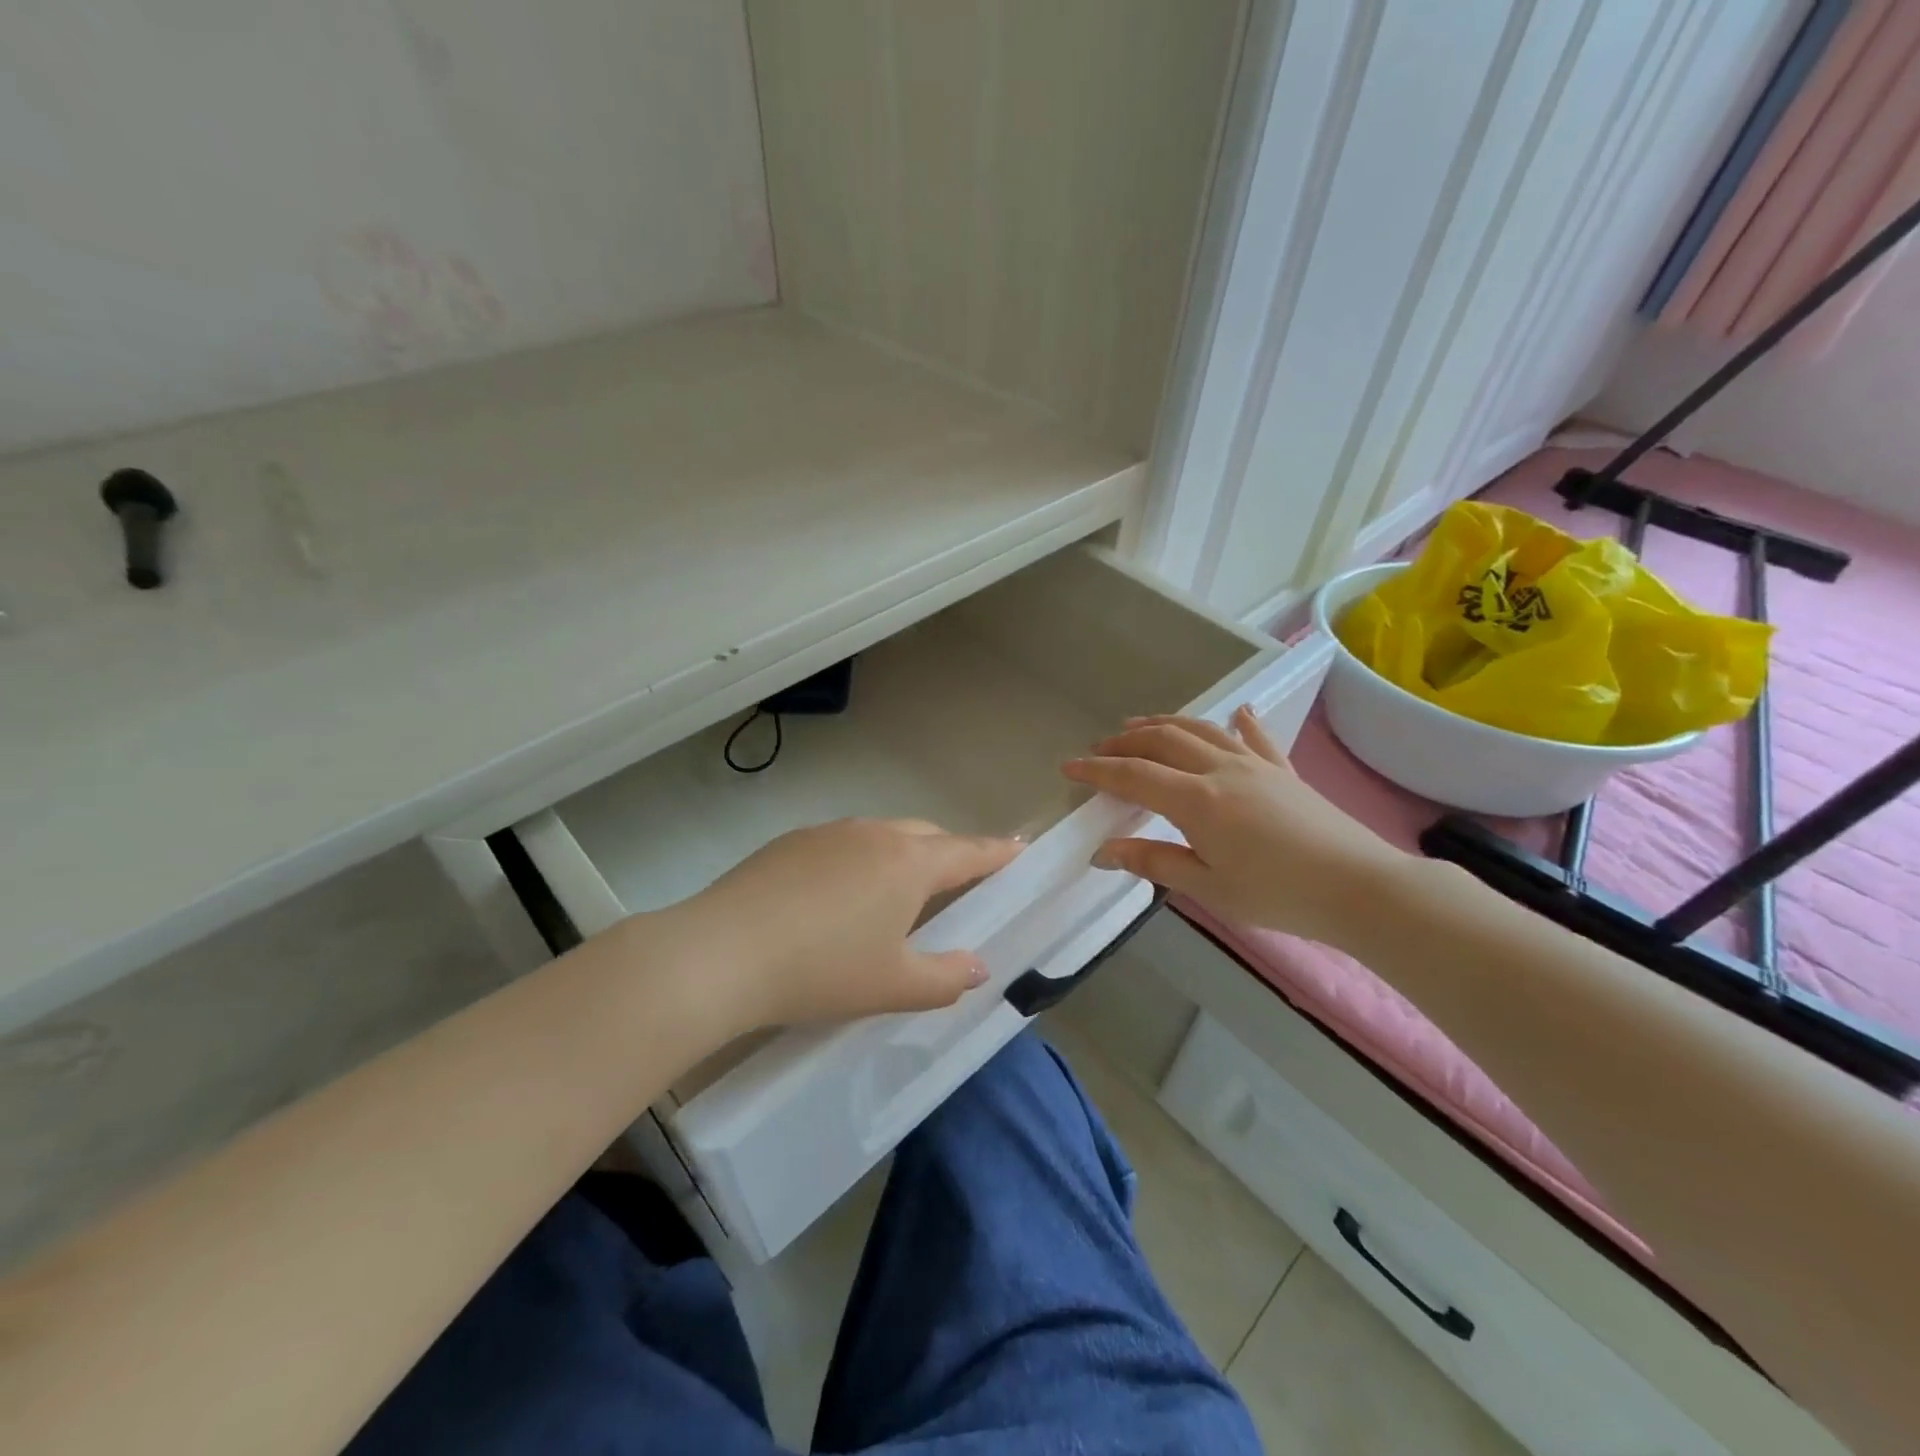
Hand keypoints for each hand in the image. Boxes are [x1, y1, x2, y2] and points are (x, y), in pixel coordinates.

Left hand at [662, 818, 1022, 1034]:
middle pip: (927, 836)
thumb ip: (946, 977)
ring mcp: (829, 832)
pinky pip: (844, 843)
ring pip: (883, 835)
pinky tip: (837, 898)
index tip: (1019, 849)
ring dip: (902, 856)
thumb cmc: (823, 970)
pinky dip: (860, 861)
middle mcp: (875, 834)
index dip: (997, 854)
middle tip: (958, 885)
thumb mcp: (894, 986)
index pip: (969, 852)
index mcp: (909, 863)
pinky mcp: (791, 840)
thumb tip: (977, 966)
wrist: (723, 953)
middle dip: (950, 855)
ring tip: (895, 895)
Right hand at [1062, 705, 1412, 949]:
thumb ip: (1153, 861)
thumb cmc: (1278, 894)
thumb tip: (1103, 850)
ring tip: (1140, 725)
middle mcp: (1220, 770)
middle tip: (1099, 748)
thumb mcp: (1208, 887)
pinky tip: (1235, 712)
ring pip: (1201, 730)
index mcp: (1197, 800)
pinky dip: (1239, 722)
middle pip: (1163, 742)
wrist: (1361, 887)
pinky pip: (1255, 738)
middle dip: (1126, 742)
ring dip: (1165, 724)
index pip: (1134, 776)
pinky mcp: (1284, 771)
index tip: (1068, 767)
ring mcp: (1255, 765)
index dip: (1097, 771)